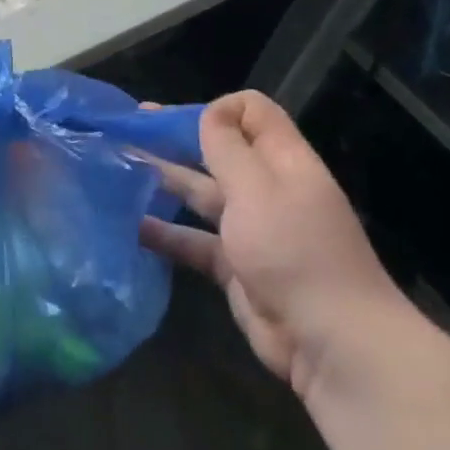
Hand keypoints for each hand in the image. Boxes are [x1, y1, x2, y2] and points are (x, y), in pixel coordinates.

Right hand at [139, 91, 404, 394]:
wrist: (330, 340)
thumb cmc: (294, 251)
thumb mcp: (257, 189)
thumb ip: (228, 148)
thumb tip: (210, 112)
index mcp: (284, 160)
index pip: (253, 112)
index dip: (217, 109)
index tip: (177, 121)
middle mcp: (267, 188)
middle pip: (220, 150)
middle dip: (177, 138)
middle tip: (128, 130)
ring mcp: (251, 228)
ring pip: (202, 193)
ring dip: (164, 181)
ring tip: (119, 171)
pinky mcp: (235, 266)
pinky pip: (194, 240)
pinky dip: (166, 232)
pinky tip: (132, 227)